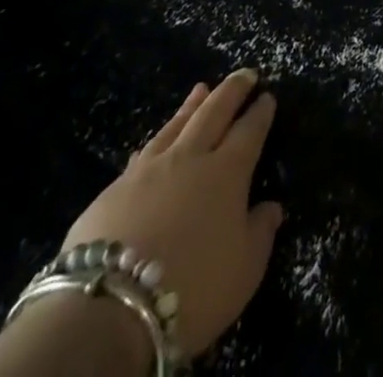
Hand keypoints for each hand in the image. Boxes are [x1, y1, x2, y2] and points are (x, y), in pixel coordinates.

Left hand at [63, 70, 283, 358]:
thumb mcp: (243, 270)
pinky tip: (156, 140)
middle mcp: (191, 158)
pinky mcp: (115, 189)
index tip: (268, 96)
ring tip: (201, 88)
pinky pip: (144, 153)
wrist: (111, 309)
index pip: (250, 131)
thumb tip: (271, 207)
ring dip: (192, 105)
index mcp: (228, 172)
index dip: (260, 112)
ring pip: (176, 125)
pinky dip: (158, 139)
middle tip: (244, 73)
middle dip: (232, 90)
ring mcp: (150, 169)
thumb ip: (260, 233)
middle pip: (214, 112)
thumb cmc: (192, 287)